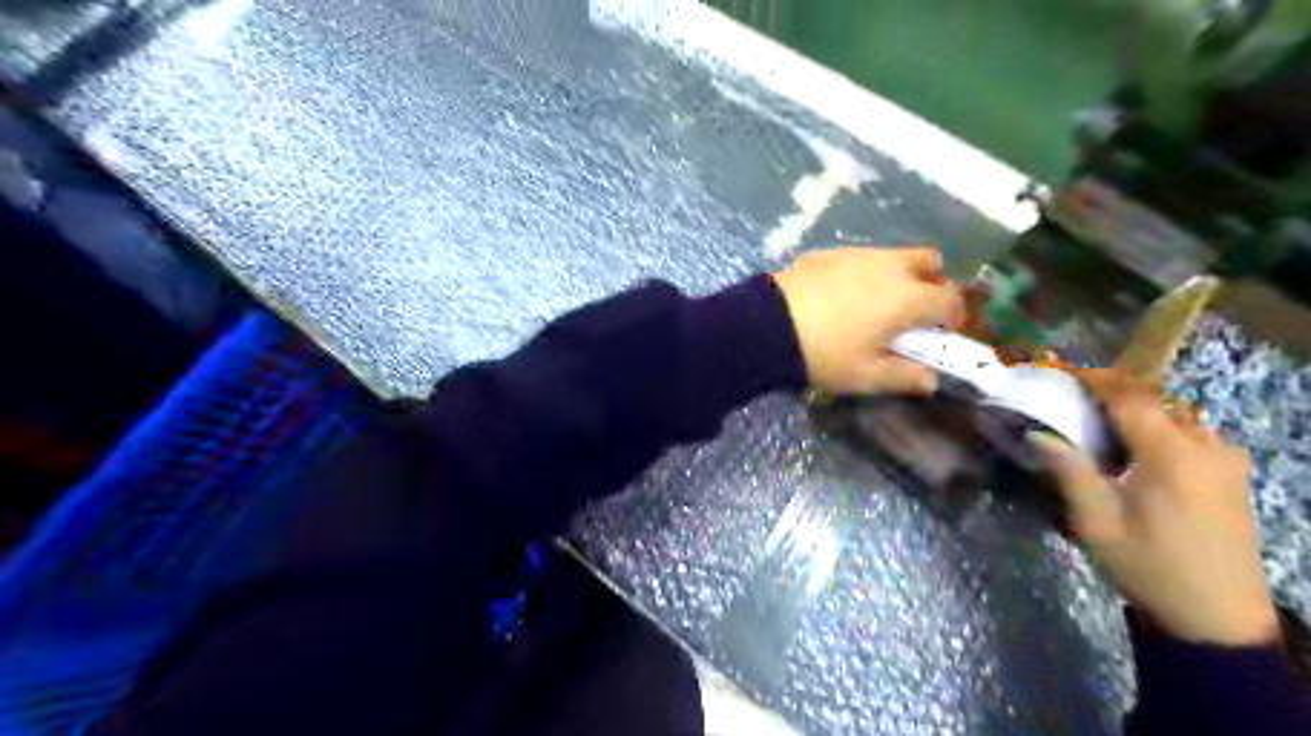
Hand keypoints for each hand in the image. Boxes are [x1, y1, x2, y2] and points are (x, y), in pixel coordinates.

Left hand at [772, 244, 958, 396]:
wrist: (766, 326)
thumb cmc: (825, 354)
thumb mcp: (866, 375)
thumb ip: (904, 376)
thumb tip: (931, 380)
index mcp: (908, 297)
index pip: (950, 300)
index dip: (952, 318)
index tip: (940, 336)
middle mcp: (890, 266)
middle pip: (928, 262)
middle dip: (931, 284)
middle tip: (912, 313)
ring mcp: (857, 254)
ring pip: (893, 257)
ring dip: (897, 276)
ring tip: (874, 306)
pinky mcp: (828, 253)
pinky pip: (860, 259)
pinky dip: (864, 273)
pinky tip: (840, 297)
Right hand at [1029, 371, 1275, 646]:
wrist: (1218, 619)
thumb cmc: (1149, 567)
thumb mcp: (1096, 522)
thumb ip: (1069, 470)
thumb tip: (1037, 433)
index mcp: (1172, 455)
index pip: (1130, 397)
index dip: (1094, 379)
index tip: (1060, 373)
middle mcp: (1206, 447)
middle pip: (1154, 400)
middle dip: (1111, 393)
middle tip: (1070, 400)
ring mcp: (1225, 460)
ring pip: (1173, 415)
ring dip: (1135, 411)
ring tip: (1095, 424)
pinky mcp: (1231, 475)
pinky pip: (1189, 433)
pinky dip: (1156, 428)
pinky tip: (1132, 450)